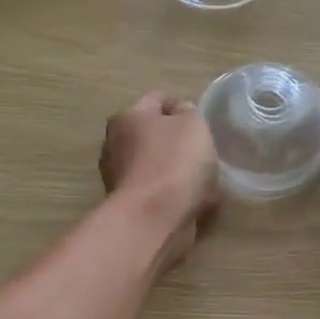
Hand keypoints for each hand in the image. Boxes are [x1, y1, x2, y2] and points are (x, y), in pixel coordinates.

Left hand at [100, 93, 219, 269]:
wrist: (154, 218)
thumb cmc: (174, 162)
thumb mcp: (193, 124)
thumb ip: (189, 112)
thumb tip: (181, 115)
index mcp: (127, 117)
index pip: (158, 100)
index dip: (182, 105)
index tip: (203, 120)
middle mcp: (115, 144)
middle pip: (153, 134)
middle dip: (178, 140)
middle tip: (204, 149)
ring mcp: (119, 177)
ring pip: (157, 165)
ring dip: (177, 170)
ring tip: (204, 179)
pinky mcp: (130, 205)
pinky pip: (158, 191)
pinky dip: (174, 194)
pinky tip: (195, 200)